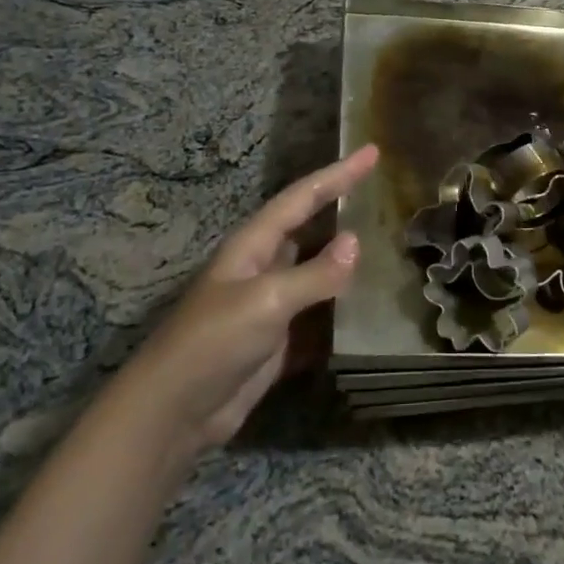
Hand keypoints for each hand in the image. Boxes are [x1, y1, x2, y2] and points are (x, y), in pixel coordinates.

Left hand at [131, 144, 378, 455]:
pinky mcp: (278, 340)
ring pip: (316, 270)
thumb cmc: (214, 342)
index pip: (303, 197)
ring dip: (346, 259)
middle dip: (341, 206)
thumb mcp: (266, 301)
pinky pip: (318, 313)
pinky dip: (342, 307)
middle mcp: (264, 266)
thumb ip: (313, 274)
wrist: (176, 411)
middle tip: (382, 191)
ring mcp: (271, 304)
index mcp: (254, 245)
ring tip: (387, 243)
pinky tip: (369, 306)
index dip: (338, 174)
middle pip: (309, 227)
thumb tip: (356, 242)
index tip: (372, 152)